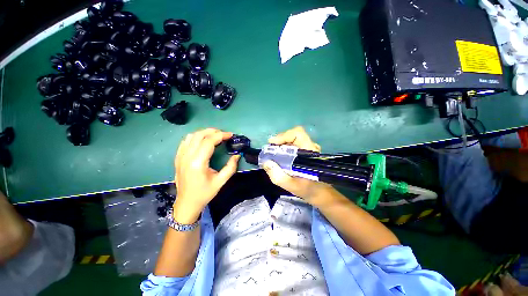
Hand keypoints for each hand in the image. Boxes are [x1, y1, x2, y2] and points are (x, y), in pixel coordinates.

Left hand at [173, 128, 239, 222]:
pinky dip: (195, 137)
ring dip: (204, 133)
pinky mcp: (178, 158)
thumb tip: (237, 155)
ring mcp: (180, 156)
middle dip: (213, 131)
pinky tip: (202, 140)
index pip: (209, 141)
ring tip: (215, 136)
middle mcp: (187, 157)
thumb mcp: (220, 182)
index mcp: (198, 163)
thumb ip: (231, 167)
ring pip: (191, 136)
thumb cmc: (204, 193)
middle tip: (224, 134)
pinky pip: (185, 141)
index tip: (230, 135)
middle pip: (199, 135)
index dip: (221, 135)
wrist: (186, 203)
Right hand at [262, 126, 331, 204]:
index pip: (298, 134)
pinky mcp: (306, 151)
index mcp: (310, 153)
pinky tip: (280, 156)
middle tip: (270, 150)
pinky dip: (285, 147)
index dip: (284, 135)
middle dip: (280, 140)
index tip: (272, 143)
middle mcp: (310, 147)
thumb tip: (266, 162)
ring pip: (293, 139)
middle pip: (294, 135)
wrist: (320, 193)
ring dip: (281, 144)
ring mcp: (309, 149)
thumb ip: (277, 175)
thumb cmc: (308, 190)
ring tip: (273, 153)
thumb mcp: (291, 186)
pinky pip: (294, 144)